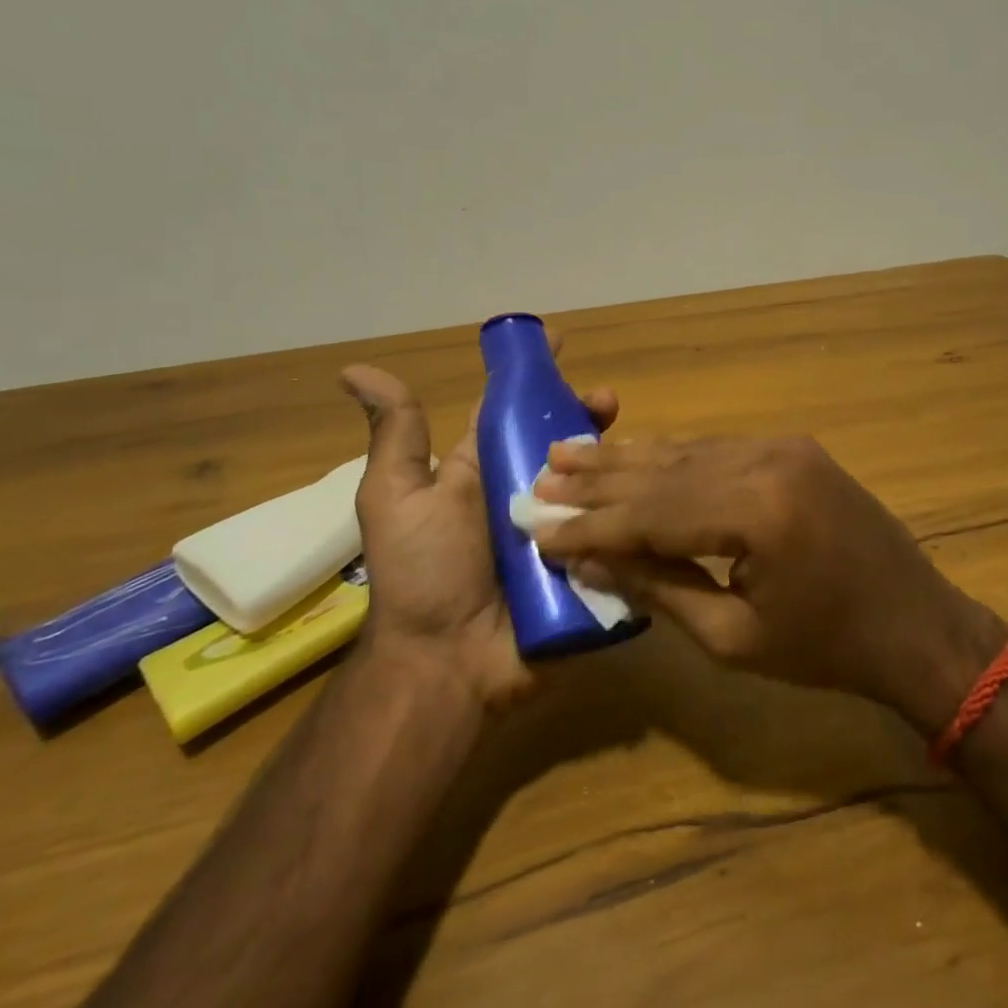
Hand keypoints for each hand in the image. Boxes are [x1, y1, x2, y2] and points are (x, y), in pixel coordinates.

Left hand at [339, 365, 617, 711]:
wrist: (449, 663)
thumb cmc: (422, 573)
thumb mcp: (397, 497)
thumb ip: (396, 437)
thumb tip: (354, 371)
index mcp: (486, 470)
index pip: (516, 411)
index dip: (538, 378)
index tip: (564, 345)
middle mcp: (528, 493)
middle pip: (566, 442)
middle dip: (589, 415)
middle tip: (609, 403)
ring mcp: (562, 530)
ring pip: (596, 481)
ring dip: (616, 458)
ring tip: (632, 446)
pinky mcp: (588, 564)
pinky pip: (614, 529)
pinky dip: (632, 510)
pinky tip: (653, 490)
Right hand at [532, 436, 1007, 733]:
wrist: (915, 624)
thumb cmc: (825, 649)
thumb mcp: (733, 638)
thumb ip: (658, 587)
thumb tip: (591, 558)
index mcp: (756, 513)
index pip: (651, 512)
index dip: (591, 524)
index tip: (538, 526)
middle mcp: (767, 461)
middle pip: (664, 470)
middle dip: (599, 479)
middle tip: (540, 476)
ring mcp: (783, 447)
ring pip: (687, 451)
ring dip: (629, 459)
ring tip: (570, 455)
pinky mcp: (793, 448)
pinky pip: (717, 449)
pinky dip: (672, 458)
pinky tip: (636, 457)